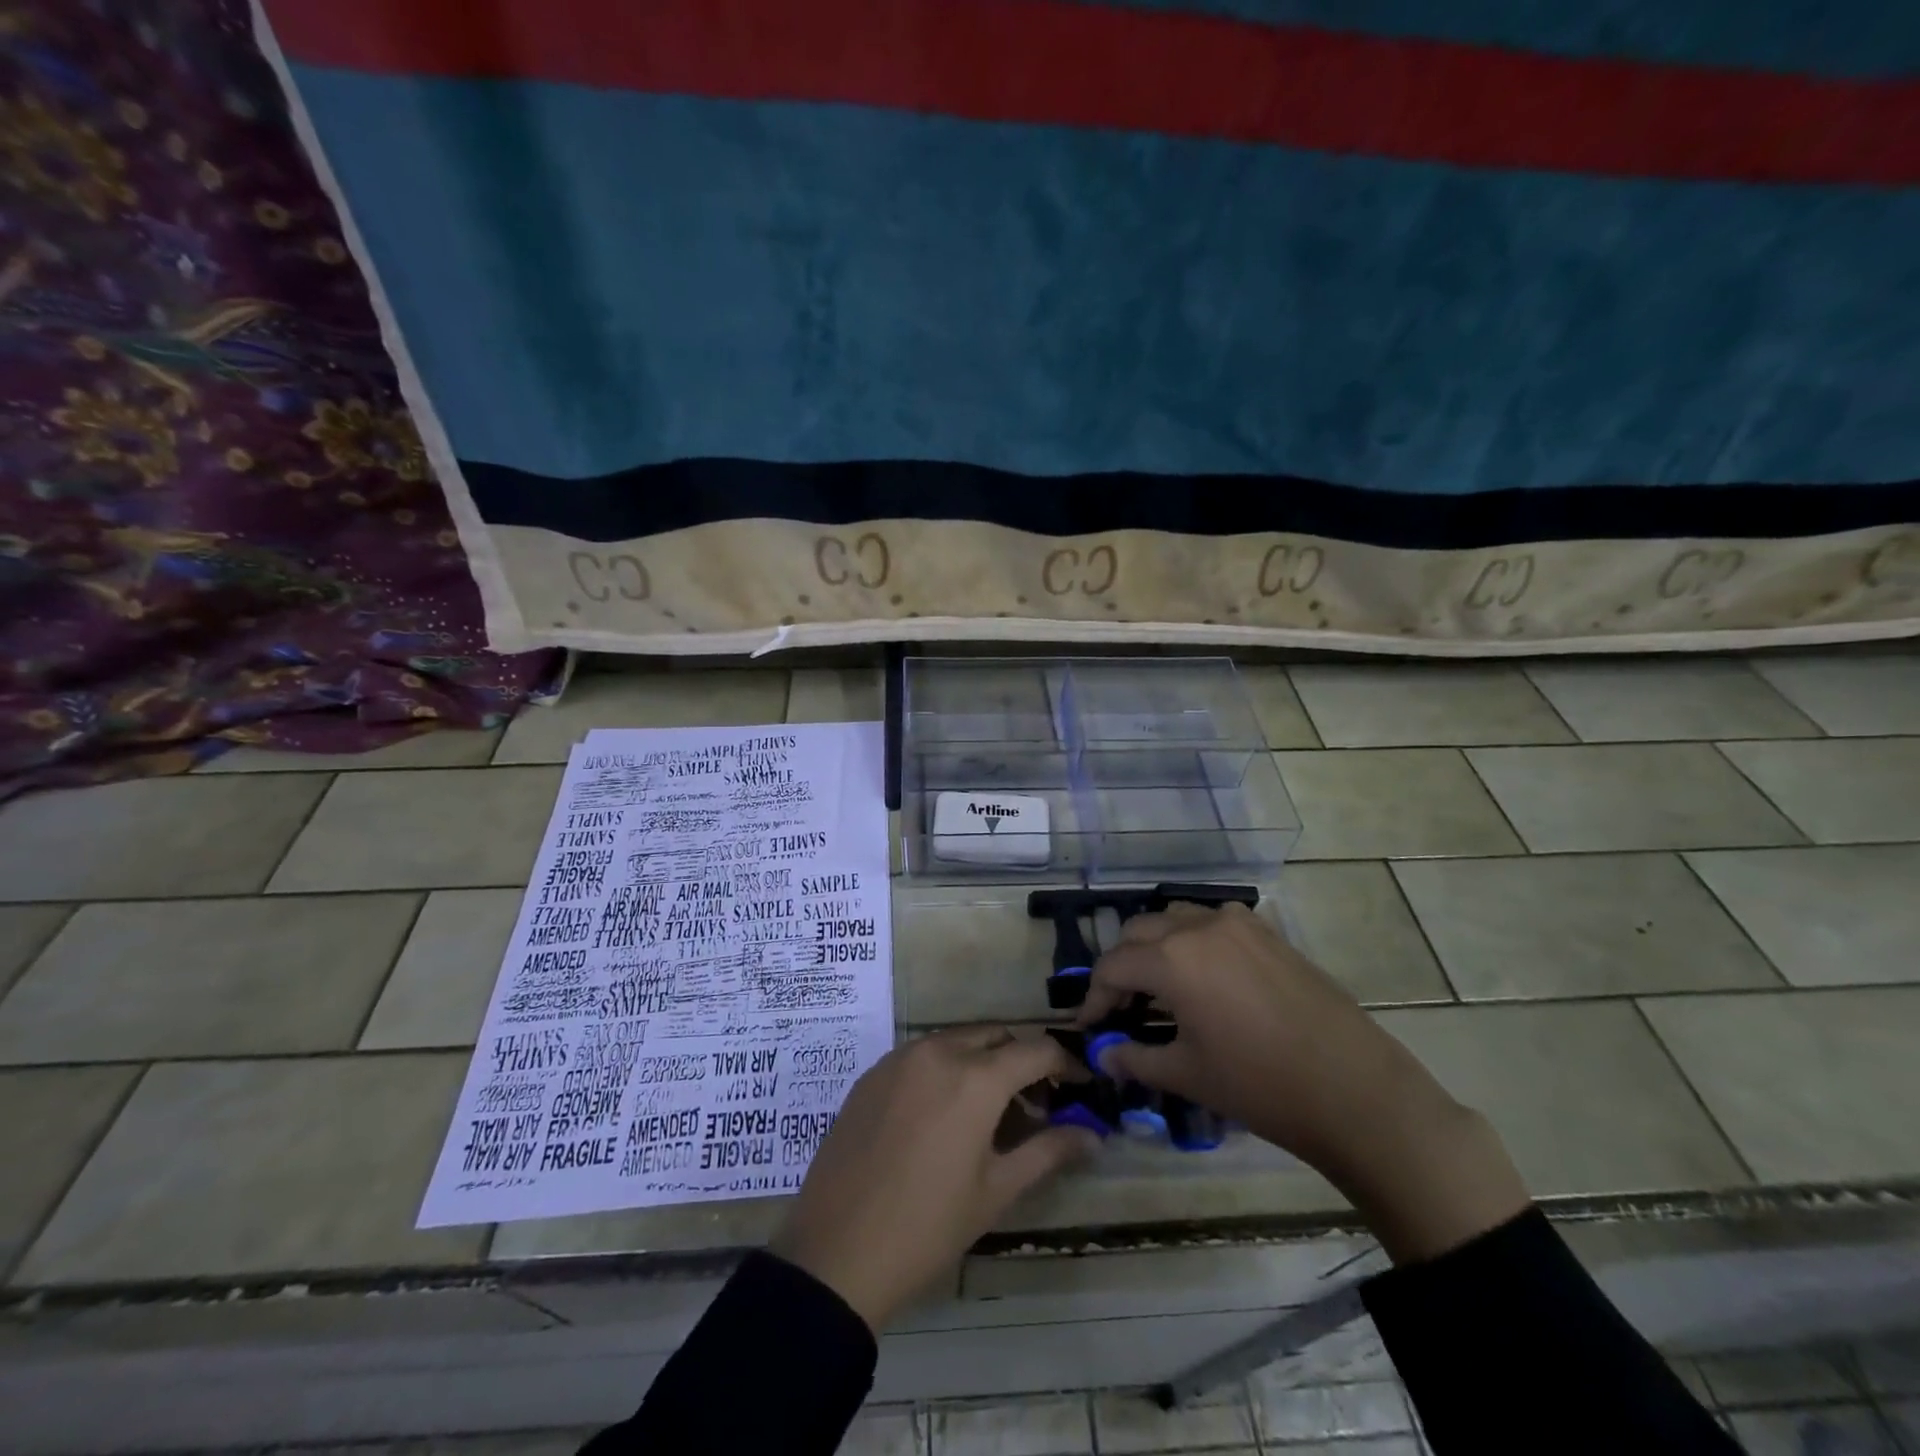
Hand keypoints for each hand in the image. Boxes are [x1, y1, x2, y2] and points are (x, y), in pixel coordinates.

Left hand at [770, 1027, 1097, 1330]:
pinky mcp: (872, 1073)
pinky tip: (943, 1114)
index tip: (1080, 1086)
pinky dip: (946, 1068)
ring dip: (983, 1061)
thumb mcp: (996, 1191)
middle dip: (1022, 1059)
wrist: (836, 1251)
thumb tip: (1092, 1135)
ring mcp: (899, 1058)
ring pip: (957, 1040)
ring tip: (990, 1111)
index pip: (1036, 1049)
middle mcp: (938, 1051)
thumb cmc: (928, 1226)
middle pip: (996, 1036)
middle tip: (1035, 1103)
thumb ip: (1048, 1152)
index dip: (1065, 1063)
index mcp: (975, 1077)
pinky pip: (922, 1054)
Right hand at [1079, 902, 1530, 1262]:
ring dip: (1155, 946)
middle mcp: (1198, 926)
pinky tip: (1205, 977)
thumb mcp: (1188, 1075)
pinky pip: (1212, 922)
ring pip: (1174, 919)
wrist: (1355, 1090)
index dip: (1094, 997)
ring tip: (1160, 989)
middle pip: (1137, 932)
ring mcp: (1237, 923)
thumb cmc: (1261, 1085)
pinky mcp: (1267, 932)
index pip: (1112, 966)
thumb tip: (1103, 1055)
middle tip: (1122, 1008)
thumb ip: (1135, 1058)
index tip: (1091, 1026)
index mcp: (1172, 958)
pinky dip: (1193, 940)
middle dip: (1122, 967)